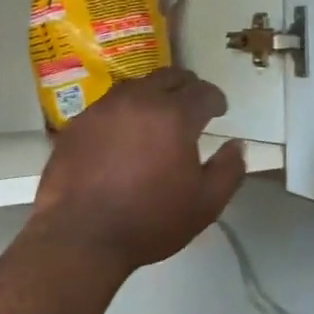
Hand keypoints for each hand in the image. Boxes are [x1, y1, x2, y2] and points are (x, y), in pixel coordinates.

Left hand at [30, 69, 246, 272]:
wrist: (81, 236)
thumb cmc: (149, 221)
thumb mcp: (205, 205)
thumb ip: (228, 170)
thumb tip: (237, 145)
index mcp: (174, 115)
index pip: (203, 91)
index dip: (216, 99)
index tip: (219, 111)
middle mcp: (138, 100)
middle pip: (168, 77)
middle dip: (185, 87)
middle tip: (191, 104)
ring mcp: (102, 109)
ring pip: (135, 87)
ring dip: (152, 95)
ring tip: (156, 116)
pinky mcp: (76, 124)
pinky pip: (106, 106)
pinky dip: (122, 112)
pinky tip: (121, 134)